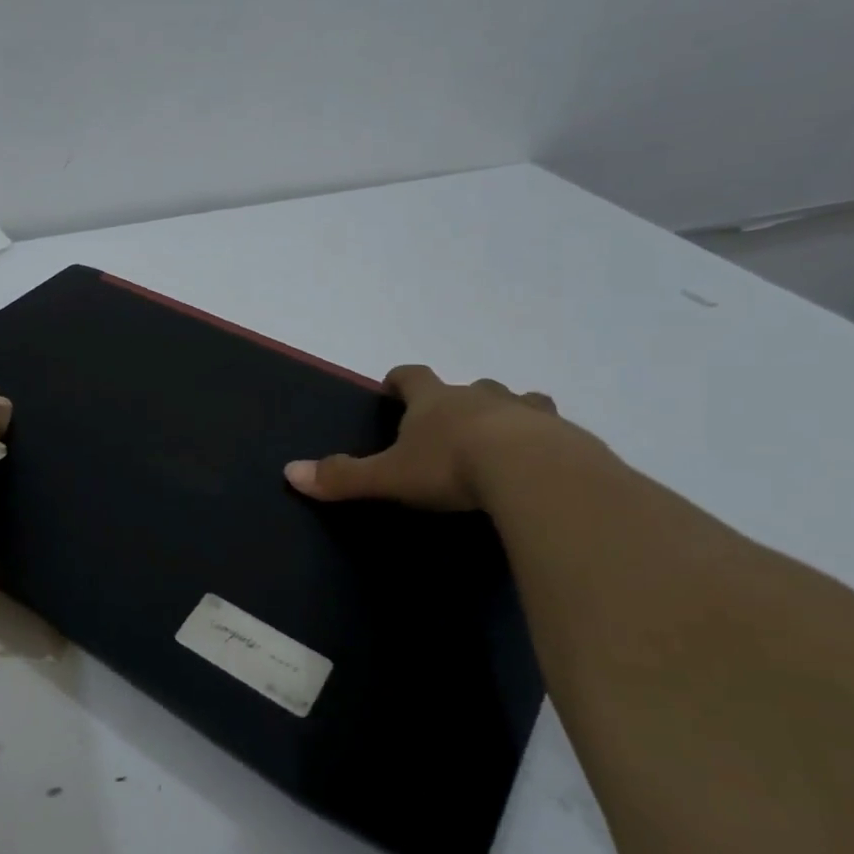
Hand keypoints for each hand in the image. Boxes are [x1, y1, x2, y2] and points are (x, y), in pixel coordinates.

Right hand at [284, 365, 558, 510]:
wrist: (533, 472)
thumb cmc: (450, 467)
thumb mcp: (389, 477)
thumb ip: (343, 476)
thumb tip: (289, 472)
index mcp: (435, 401)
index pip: (412, 376)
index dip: (400, 379)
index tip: (393, 385)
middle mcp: (479, 396)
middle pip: (468, 387)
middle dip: (458, 400)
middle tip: (451, 424)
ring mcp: (526, 412)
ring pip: (516, 401)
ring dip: (507, 413)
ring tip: (504, 437)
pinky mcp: (564, 435)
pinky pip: (552, 431)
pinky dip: (545, 441)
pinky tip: (544, 465)